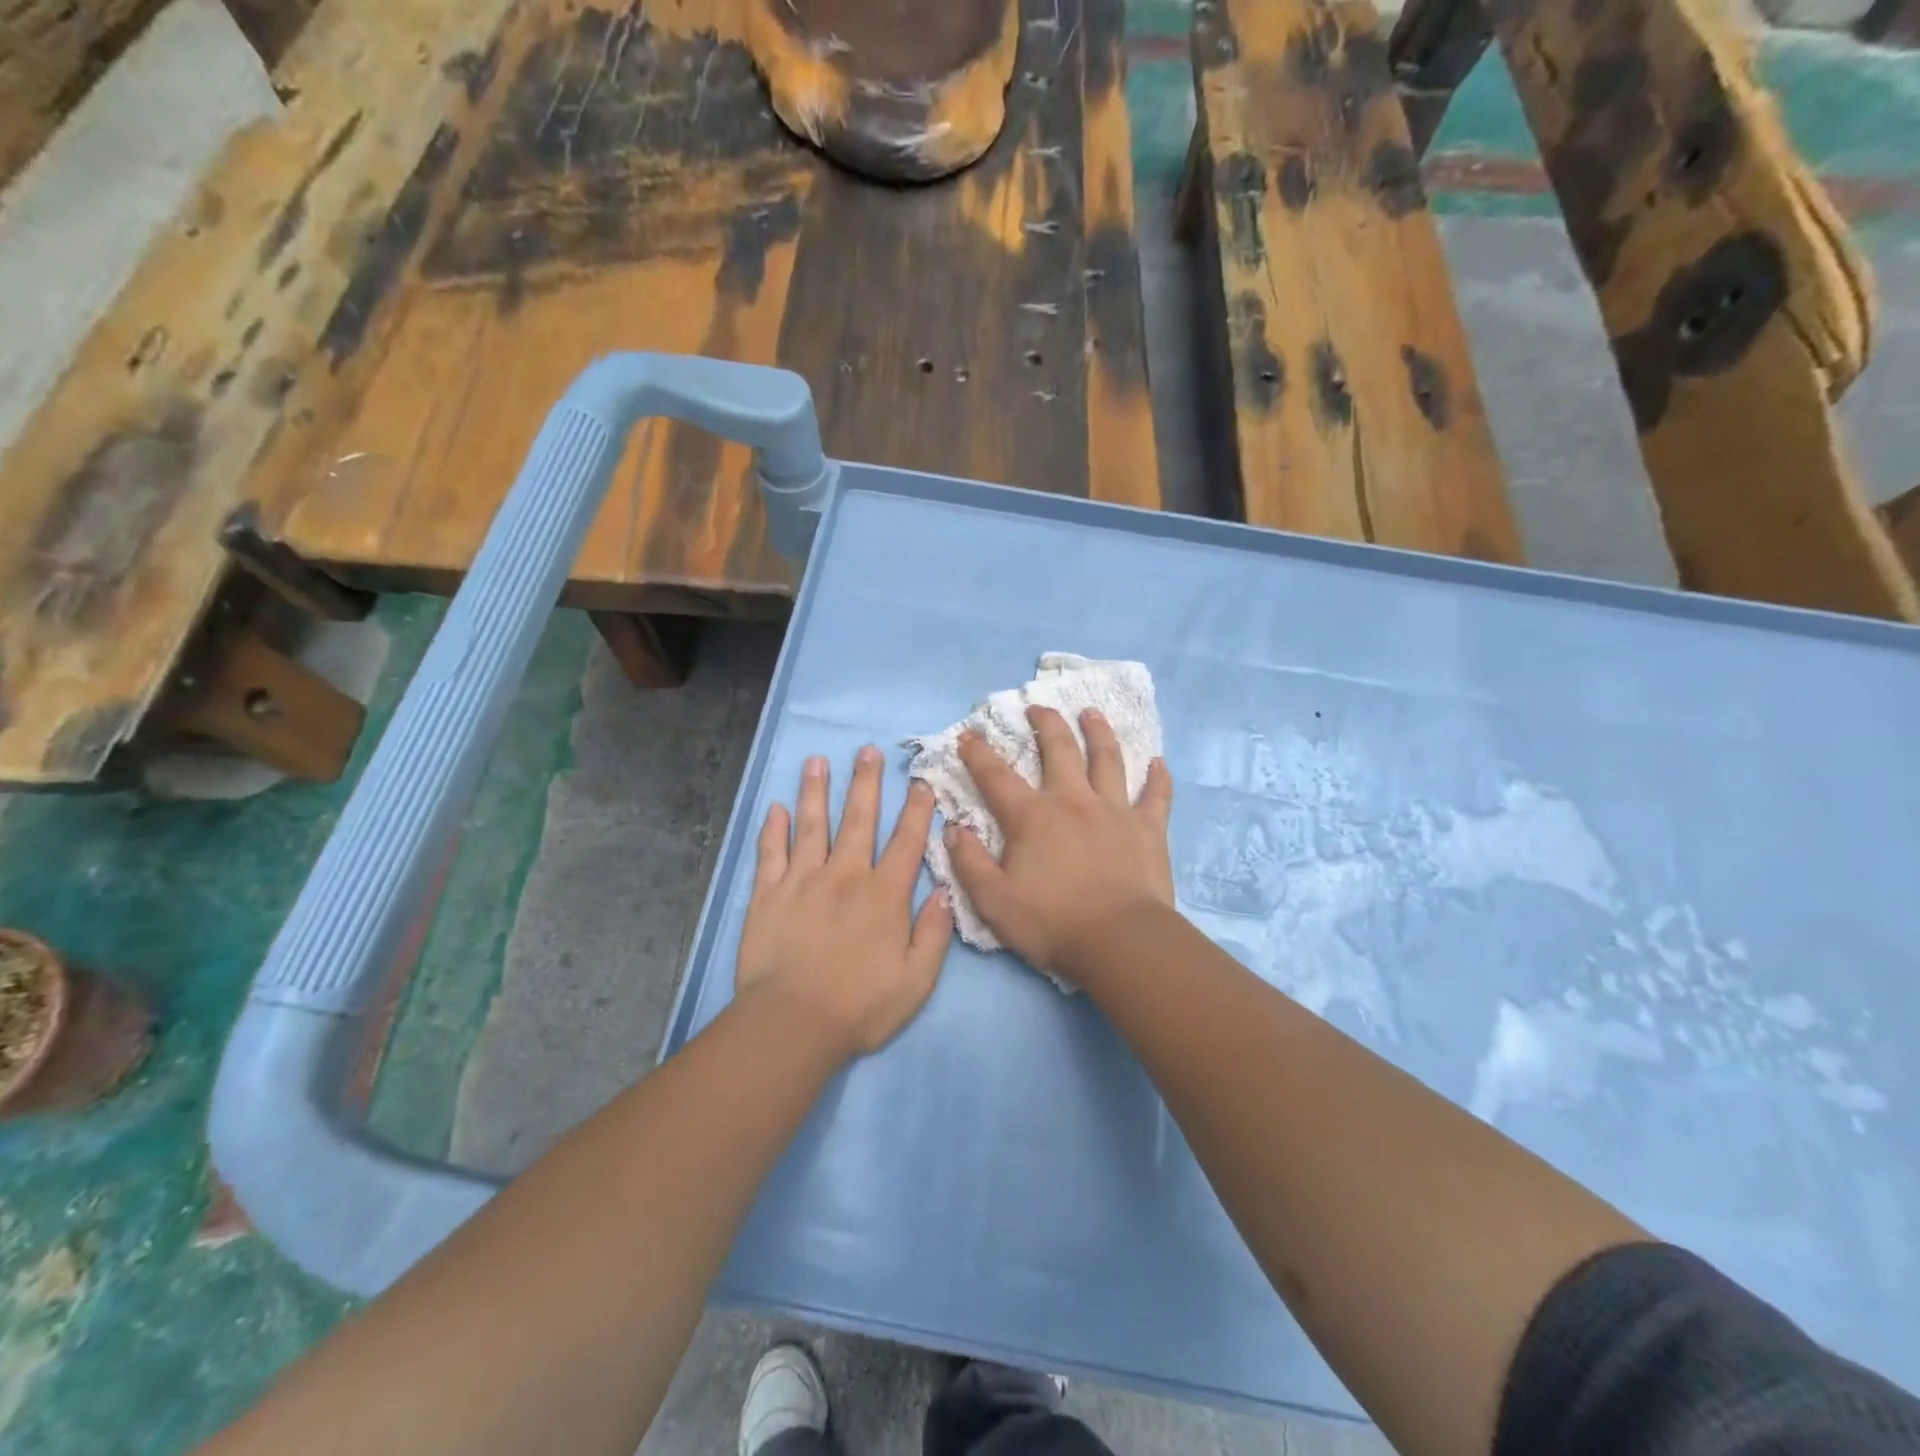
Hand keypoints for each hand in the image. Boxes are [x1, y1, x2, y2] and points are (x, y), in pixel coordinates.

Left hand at [735, 745, 954, 1059]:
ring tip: (817, 760)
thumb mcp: (916, 980)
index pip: (905, 841)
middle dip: (865, 782)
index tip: (920, 782)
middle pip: (859, 819)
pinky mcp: (769, 894)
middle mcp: (846, 875)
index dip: (916, 810)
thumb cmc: (860, 1006)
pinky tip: (776, 807)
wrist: (793, 1024)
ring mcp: (803, 880)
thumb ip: (934, 933)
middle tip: (867, 750)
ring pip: (812, 824)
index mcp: (884, 894)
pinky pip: (771, 852)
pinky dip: (773, 828)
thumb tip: (946, 890)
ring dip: (816, 790)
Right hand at [947, 706, 1173, 985]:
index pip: (996, 777)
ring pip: (1107, 759)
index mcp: (1032, 818)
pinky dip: (1158, 778)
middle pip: (1059, 750)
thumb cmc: (1052, 923)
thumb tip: (953, 830)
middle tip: (1038, 707)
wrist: (1120, 942)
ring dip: (1099, 732)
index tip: (968, 734)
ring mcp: (1114, 811)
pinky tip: (1159, 762)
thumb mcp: (993, 902)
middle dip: (1045, 724)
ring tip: (1092, 713)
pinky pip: (1156, 796)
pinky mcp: (1148, 829)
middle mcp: (1072, 801)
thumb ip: (969, 863)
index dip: (978, 753)